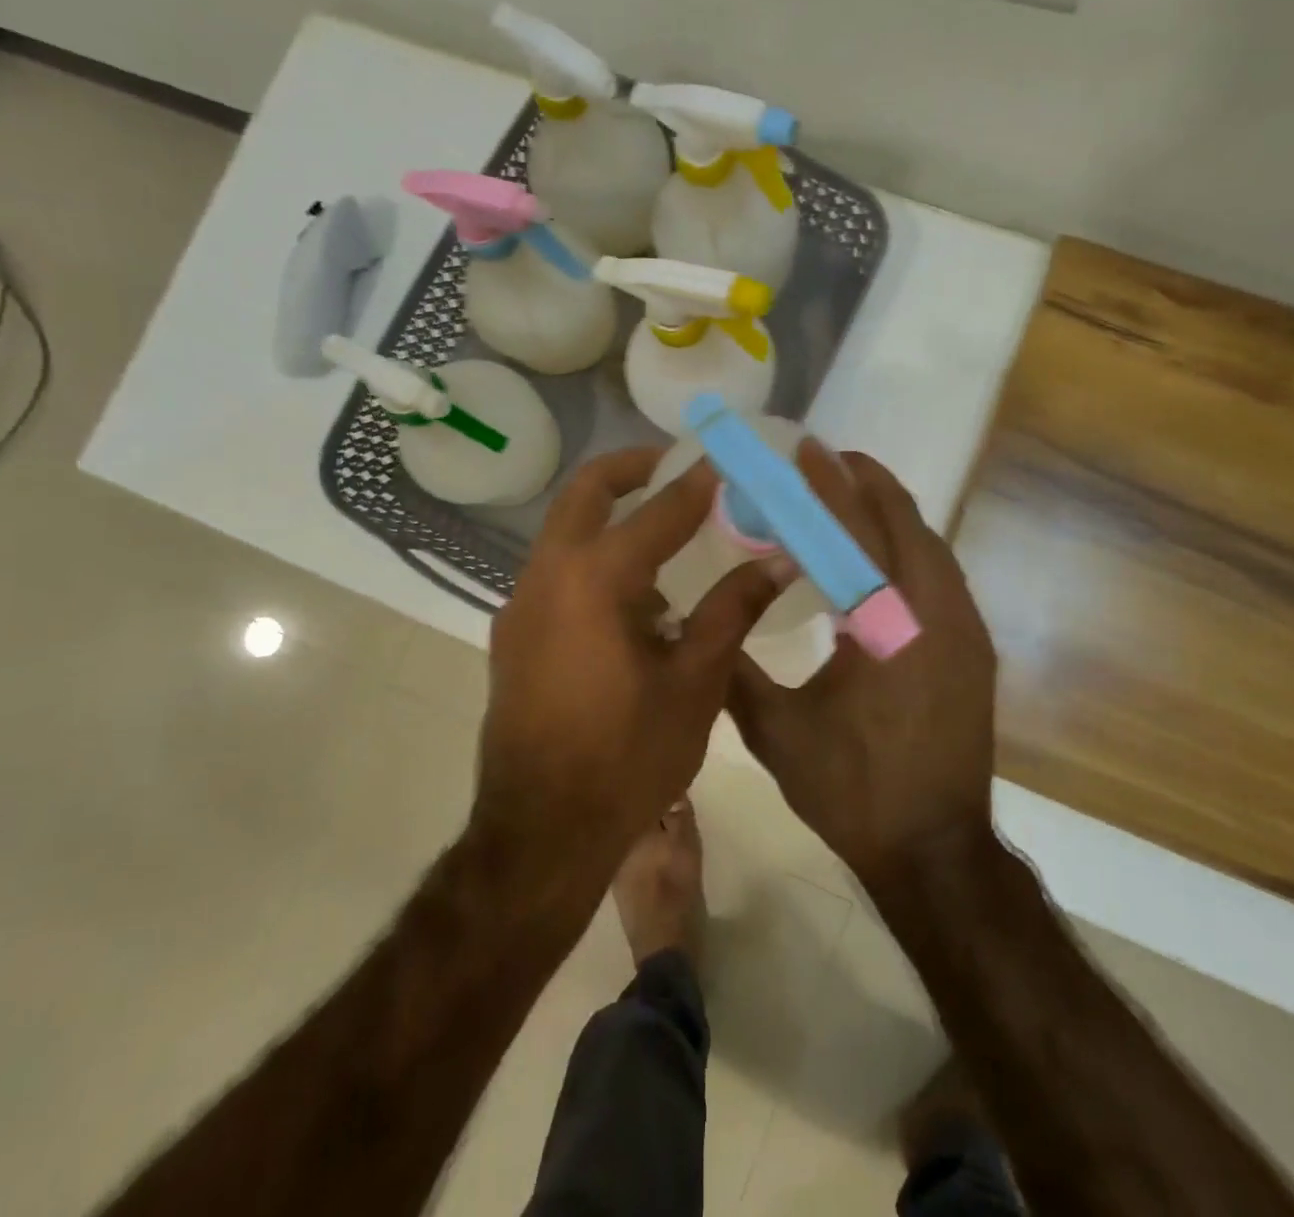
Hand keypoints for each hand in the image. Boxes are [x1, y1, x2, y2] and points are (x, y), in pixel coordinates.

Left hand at [473, 446, 783, 891]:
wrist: (541, 833)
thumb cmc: (627, 759)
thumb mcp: (695, 683)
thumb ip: (733, 611)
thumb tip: (779, 562)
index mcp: (594, 581)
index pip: (658, 511)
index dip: (699, 483)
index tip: (728, 460)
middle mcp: (547, 576)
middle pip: (586, 492)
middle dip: (633, 469)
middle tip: (681, 467)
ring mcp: (521, 604)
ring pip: (567, 531)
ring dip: (614, 520)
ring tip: (672, 542)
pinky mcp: (514, 633)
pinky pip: (559, 573)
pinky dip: (596, 562)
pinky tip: (639, 605)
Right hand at [727, 445, 998, 888]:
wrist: (935, 853)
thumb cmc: (854, 790)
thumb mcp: (776, 731)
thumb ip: (735, 668)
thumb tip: (699, 623)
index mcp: (888, 623)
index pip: (856, 531)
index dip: (828, 484)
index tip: (805, 447)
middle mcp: (937, 612)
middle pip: (905, 522)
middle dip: (866, 482)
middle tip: (823, 459)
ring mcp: (964, 630)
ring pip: (929, 546)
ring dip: (889, 513)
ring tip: (848, 493)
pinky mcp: (973, 650)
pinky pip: (938, 575)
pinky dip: (906, 548)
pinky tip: (876, 556)